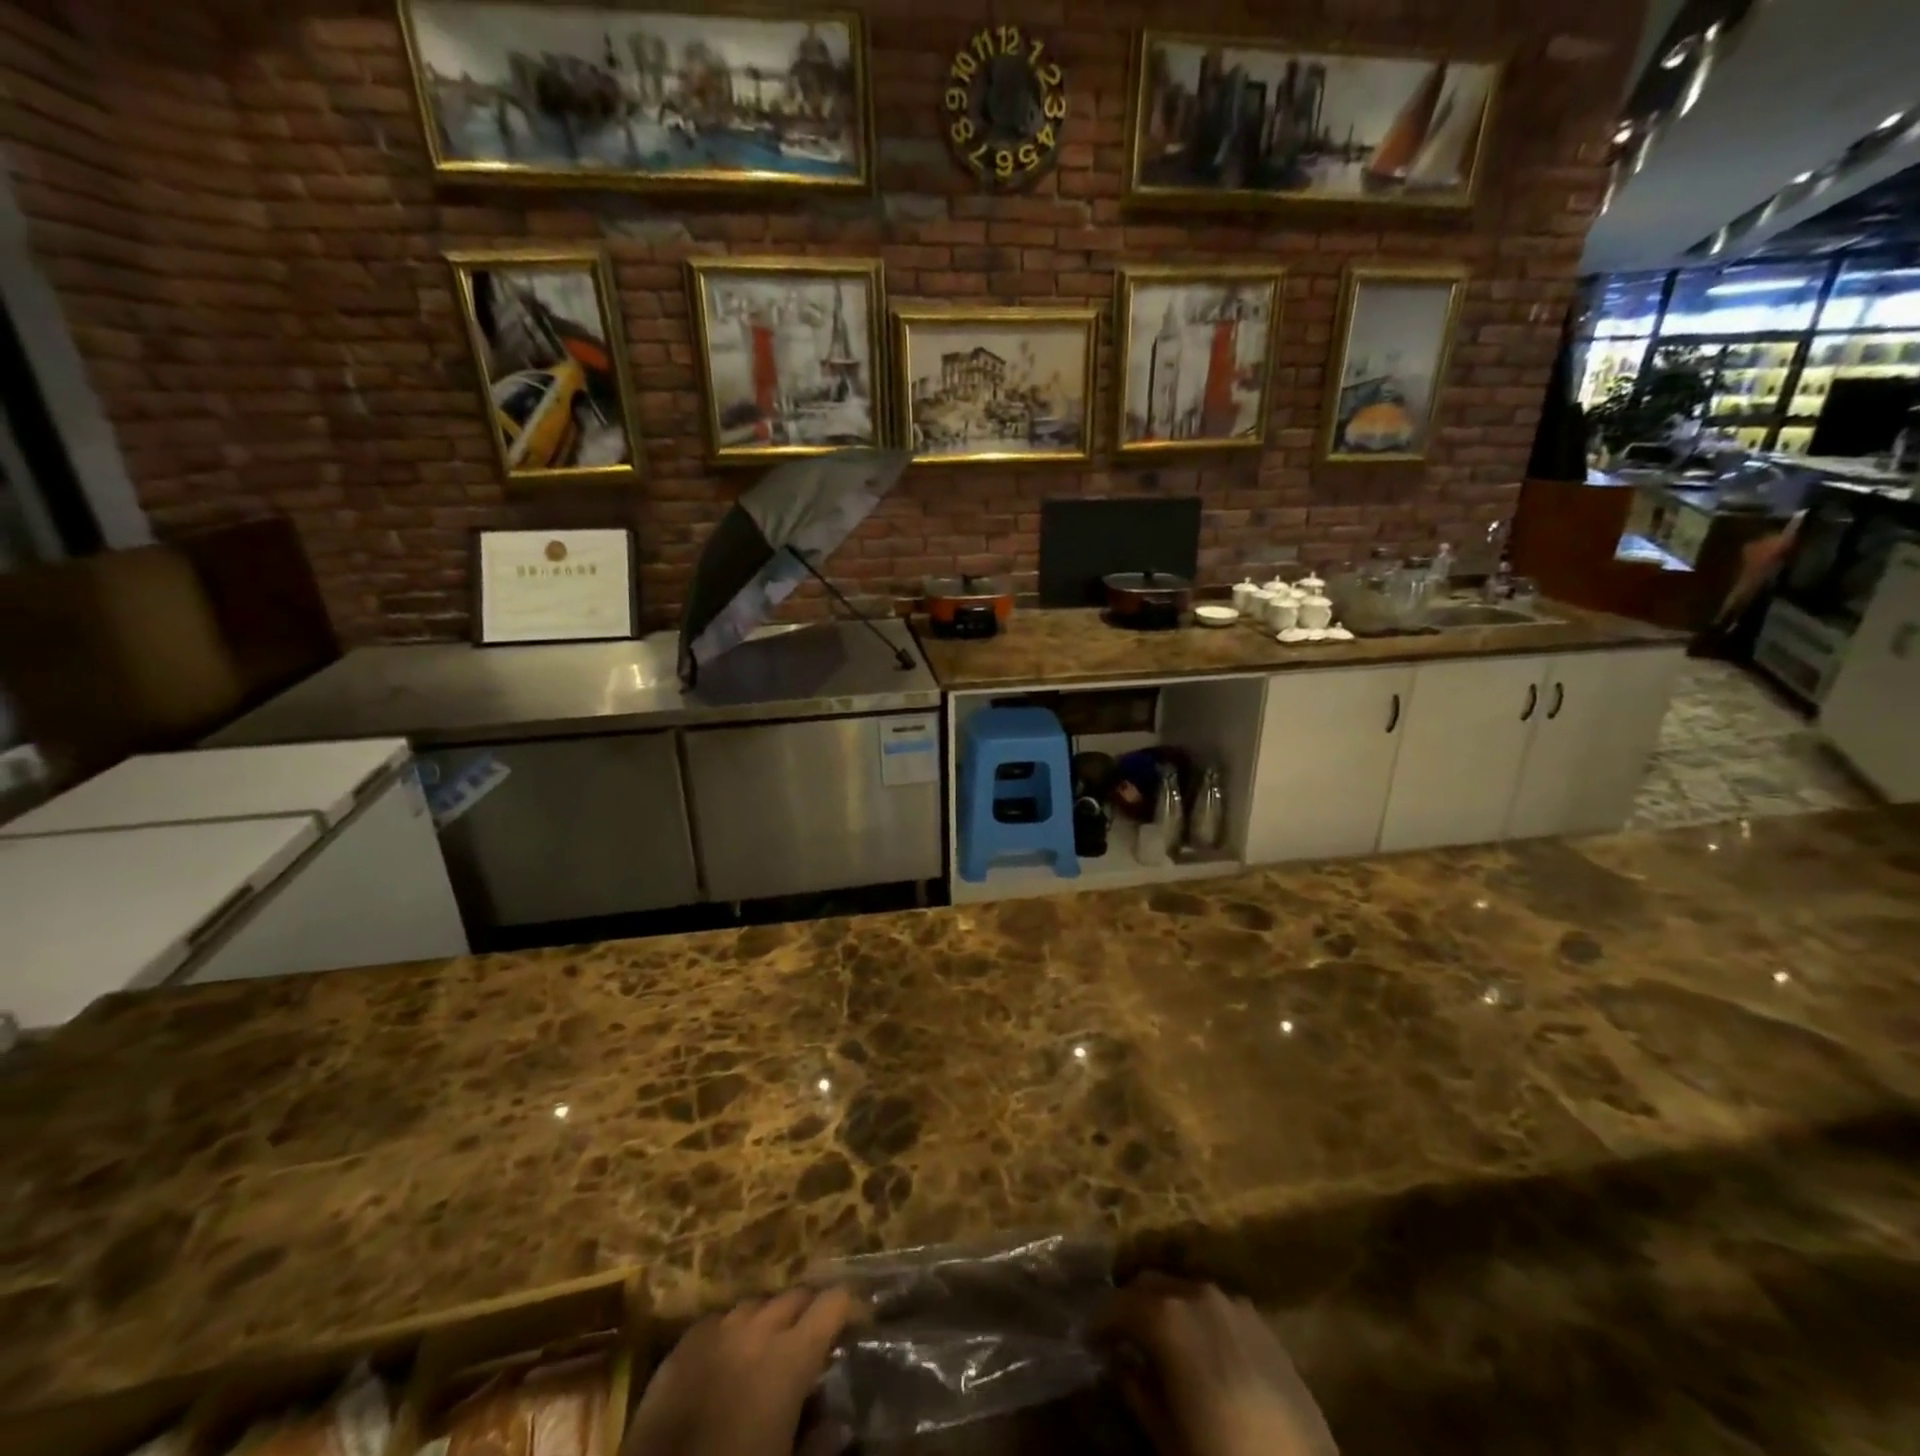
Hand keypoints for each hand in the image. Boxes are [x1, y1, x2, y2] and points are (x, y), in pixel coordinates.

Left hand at [622, 1287, 856, 1455]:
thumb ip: (818, 1443)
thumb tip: (839, 1424)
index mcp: (791, 1357)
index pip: (832, 1303)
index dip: (845, 1307)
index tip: (852, 1320)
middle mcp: (759, 1329)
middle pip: (794, 1296)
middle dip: (808, 1310)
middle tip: (812, 1336)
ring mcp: (718, 1331)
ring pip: (755, 1304)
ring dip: (768, 1318)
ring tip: (768, 1343)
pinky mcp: (684, 1344)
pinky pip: (717, 1319)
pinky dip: (731, 1330)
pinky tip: (727, 1353)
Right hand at [1103, 1275, 1337, 1455]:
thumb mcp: (1165, 1436)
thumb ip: (1136, 1390)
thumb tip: (1121, 1363)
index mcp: (1166, 1316)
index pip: (1116, 1304)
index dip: (1099, 1323)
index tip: (1089, 1343)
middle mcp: (1197, 1294)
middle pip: (1150, 1284)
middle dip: (1131, 1307)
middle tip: (1121, 1341)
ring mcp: (1233, 1304)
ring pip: (1184, 1291)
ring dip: (1166, 1309)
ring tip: (1160, 1345)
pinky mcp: (1262, 1323)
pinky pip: (1216, 1308)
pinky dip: (1198, 1319)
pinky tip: (1201, 1353)